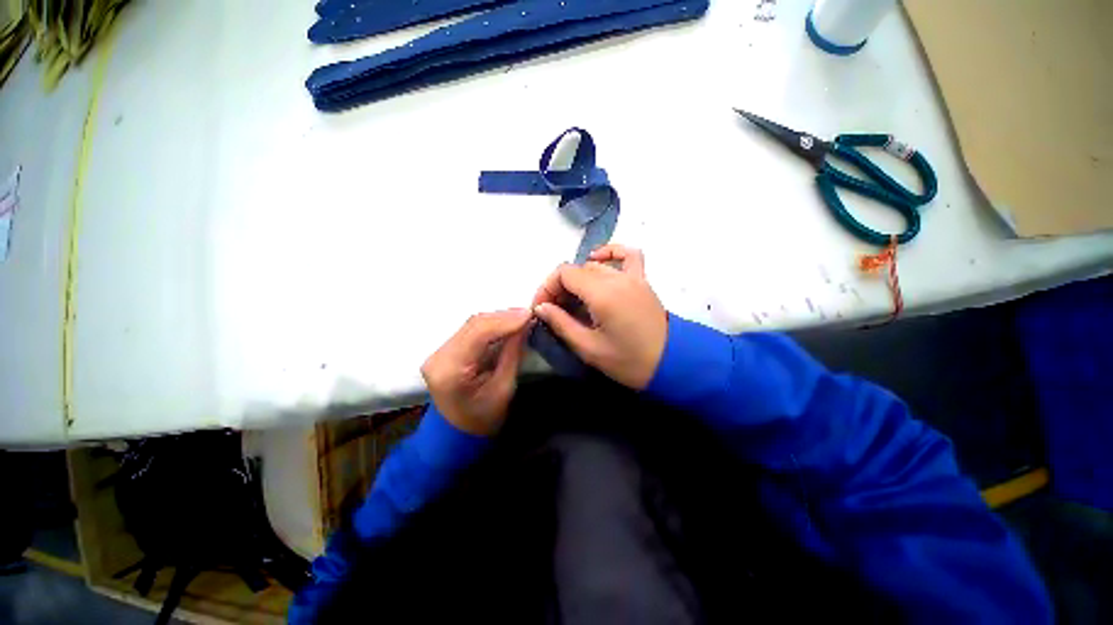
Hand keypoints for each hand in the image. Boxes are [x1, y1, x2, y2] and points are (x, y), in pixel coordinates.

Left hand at [421, 309, 530, 435]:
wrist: (459, 434)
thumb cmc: (484, 419)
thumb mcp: (504, 389)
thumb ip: (512, 354)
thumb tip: (524, 324)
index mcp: (450, 370)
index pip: (478, 334)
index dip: (505, 320)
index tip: (530, 314)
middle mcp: (438, 357)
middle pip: (472, 326)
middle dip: (502, 317)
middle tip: (528, 314)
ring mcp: (436, 353)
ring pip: (470, 325)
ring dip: (496, 320)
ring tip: (520, 318)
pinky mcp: (441, 352)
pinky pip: (467, 332)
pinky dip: (487, 327)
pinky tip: (505, 325)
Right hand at [531, 245, 666, 388]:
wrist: (671, 363)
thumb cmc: (628, 361)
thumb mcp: (589, 349)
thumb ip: (562, 324)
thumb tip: (541, 307)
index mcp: (602, 294)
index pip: (564, 274)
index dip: (547, 288)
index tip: (542, 309)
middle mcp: (617, 278)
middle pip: (578, 269)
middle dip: (560, 287)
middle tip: (555, 312)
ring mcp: (633, 277)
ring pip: (597, 265)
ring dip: (580, 278)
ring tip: (574, 300)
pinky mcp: (643, 281)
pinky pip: (627, 255)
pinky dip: (611, 253)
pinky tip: (598, 261)